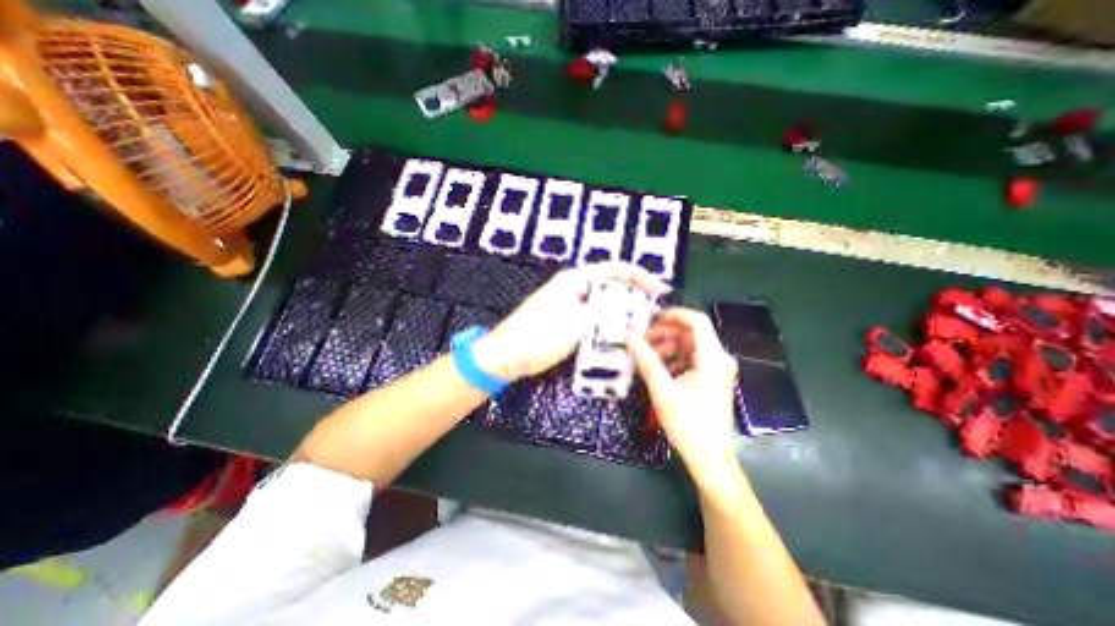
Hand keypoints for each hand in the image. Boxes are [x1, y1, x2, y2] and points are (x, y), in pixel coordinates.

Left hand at [472, 261, 664, 377]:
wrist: (506, 356)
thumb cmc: (539, 336)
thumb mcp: (577, 322)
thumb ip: (606, 309)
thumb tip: (631, 300)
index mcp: (575, 280)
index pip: (614, 269)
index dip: (639, 276)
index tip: (659, 290)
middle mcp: (573, 287)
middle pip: (610, 286)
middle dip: (632, 297)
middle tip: (652, 313)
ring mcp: (568, 304)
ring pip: (602, 304)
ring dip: (620, 313)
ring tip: (639, 325)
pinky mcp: (566, 320)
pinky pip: (592, 317)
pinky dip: (606, 324)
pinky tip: (616, 336)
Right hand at [626, 311, 738, 480]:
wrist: (709, 458)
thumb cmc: (688, 425)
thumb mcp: (662, 390)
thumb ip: (645, 360)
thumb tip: (629, 335)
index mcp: (712, 358)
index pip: (697, 321)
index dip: (674, 315)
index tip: (650, 318)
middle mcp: (719, 359)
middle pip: (691, 333)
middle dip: (665, 333)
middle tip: (641, 340)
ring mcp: (716, 370)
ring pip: (690, 346)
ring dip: (667, 347)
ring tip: (646, 356)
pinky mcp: (711, 379)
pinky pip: (691, 360)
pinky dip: (674, 359)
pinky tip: (657, 370)